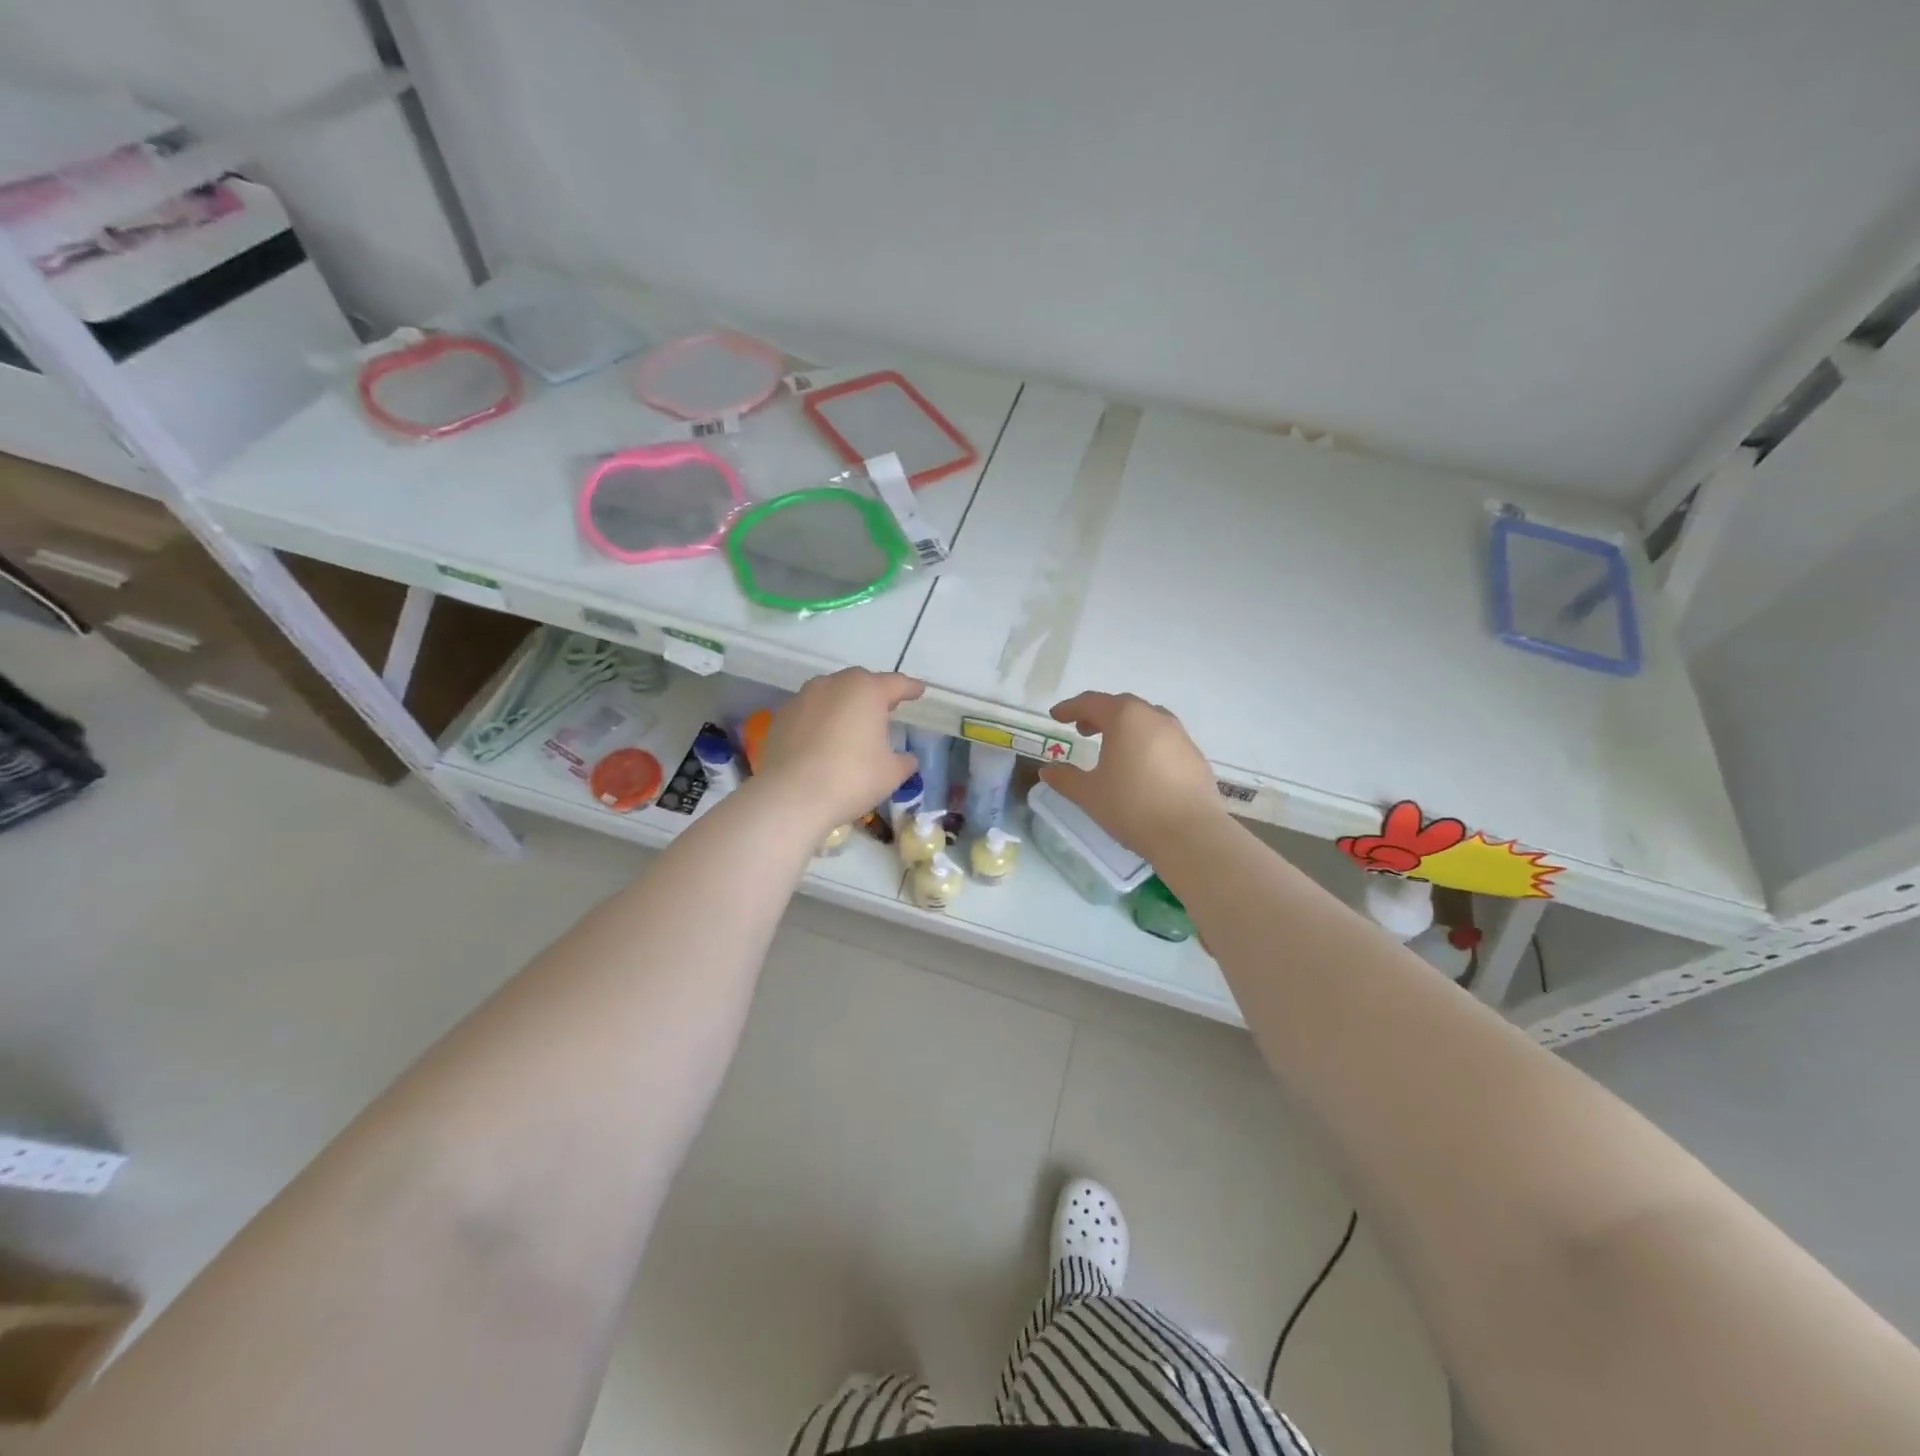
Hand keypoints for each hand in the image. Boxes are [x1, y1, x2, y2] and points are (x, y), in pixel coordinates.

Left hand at [755, 669, 923, 832]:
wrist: (790, 796)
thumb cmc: (851, 778)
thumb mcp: (891, 773)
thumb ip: (904, 761)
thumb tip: (907, 758)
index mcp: (866, 691)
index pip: (896, 683)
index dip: (910, 688)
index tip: (919, 691)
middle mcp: (833, 685)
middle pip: (860, 682)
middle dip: (875, 693)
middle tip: (887, 708)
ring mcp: (803, 698)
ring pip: (831, 694)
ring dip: (844, 704)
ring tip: (853, 724)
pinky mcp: (781, 717)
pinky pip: (810, 712)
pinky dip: (821, 720)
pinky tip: (824, 740)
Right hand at [1040, 691, 1226, 858]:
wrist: (1191, 835)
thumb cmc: (1132, 807)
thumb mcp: (1089, 794)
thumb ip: (1065, 778)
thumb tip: (1048, 770)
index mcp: (1125, 718)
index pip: (1092, 702)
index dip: (1070, 708)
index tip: (1056, 716)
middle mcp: (1155, 717)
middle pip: (1121, 706)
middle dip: (1098, 714)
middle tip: (1082, 730)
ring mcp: (1180, 735)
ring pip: (1146, 720)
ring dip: (1125, 727)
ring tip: (1112, 749)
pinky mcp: (1195, 756)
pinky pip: (1164, 740)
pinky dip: (1146, 743)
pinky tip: (1140, 768)